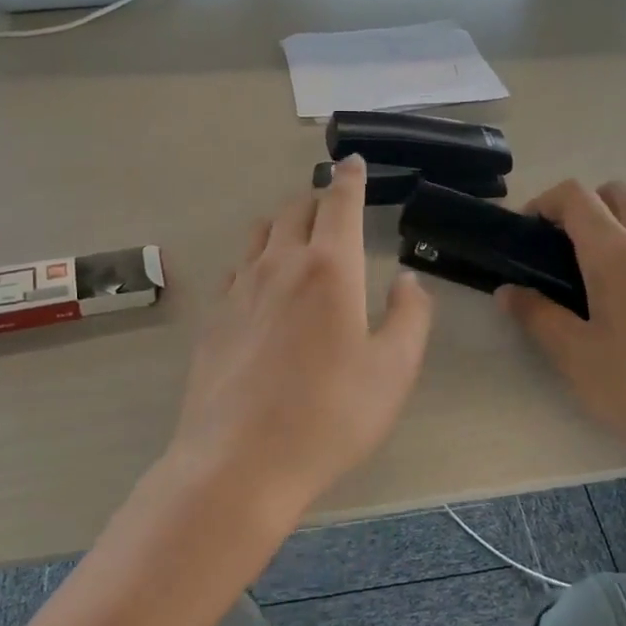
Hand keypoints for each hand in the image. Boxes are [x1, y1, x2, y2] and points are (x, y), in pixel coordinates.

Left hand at [161, 155, 433, 534]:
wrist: (239, 463)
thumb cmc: (329, 416)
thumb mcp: (393, 371)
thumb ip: (410, 316)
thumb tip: (407, 280)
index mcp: (329, 268)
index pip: (339, 203)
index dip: (349, 178)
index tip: (351, 162)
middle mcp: (280, 265)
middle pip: (295, 210)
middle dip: (318, 198)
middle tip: (334, 204)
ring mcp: (240, 289)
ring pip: (261, 233)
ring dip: (284, 222)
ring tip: (299, 234)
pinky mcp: (215, 317)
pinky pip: (238, 267)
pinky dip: (257, 257)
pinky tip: (263, 281)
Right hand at [500, 181, 625, 480]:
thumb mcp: (575, 355)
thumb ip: (537, 316)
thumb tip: (508, 291)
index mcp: (617, 253)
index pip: (576, 196)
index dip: (544, 203)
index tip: (525, 235)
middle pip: (614, 195)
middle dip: (580, 209)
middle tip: (557, 254)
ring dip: (610, 234)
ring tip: (589, 287)